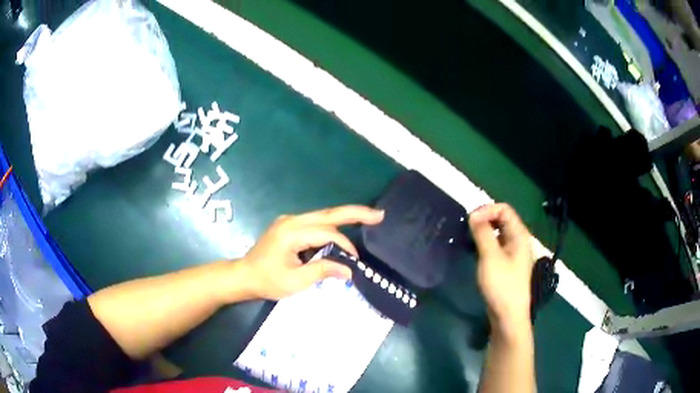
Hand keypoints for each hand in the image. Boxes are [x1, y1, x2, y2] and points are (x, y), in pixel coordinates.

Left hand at [240, 205, 383, 299]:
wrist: (243, 276)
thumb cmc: (267, 280)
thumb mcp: (295, 281)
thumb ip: (323, 271)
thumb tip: (349, 270)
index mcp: (292, 231)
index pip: (327, 233)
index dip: (345, 246)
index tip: (354, 263)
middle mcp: (292, 220)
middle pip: (329, 213)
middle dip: (356, 213)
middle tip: (379, 215)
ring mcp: (290, 221)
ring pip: (323, 216)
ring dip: (345, 219)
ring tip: (368, 218)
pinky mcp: (289, 226)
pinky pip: (315, 223)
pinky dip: (332, 227)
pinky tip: (344, 231)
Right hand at [469, 203, 534, 330]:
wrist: (508, 315)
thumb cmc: (502, 285)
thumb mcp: (490, 257)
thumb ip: (482, 233)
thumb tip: (473, 214)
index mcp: (519, 235)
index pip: (504, 209)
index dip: (487, 210)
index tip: (470, 220)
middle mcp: (518, 240)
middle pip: (502, 219)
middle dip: (484, 219)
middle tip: (467, 229)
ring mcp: (513, 253)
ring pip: (498, 233)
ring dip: (483, 232)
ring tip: (468, 239)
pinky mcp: (506, 264)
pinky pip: (496, 245)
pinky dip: (485, 243)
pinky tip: (475, 251)